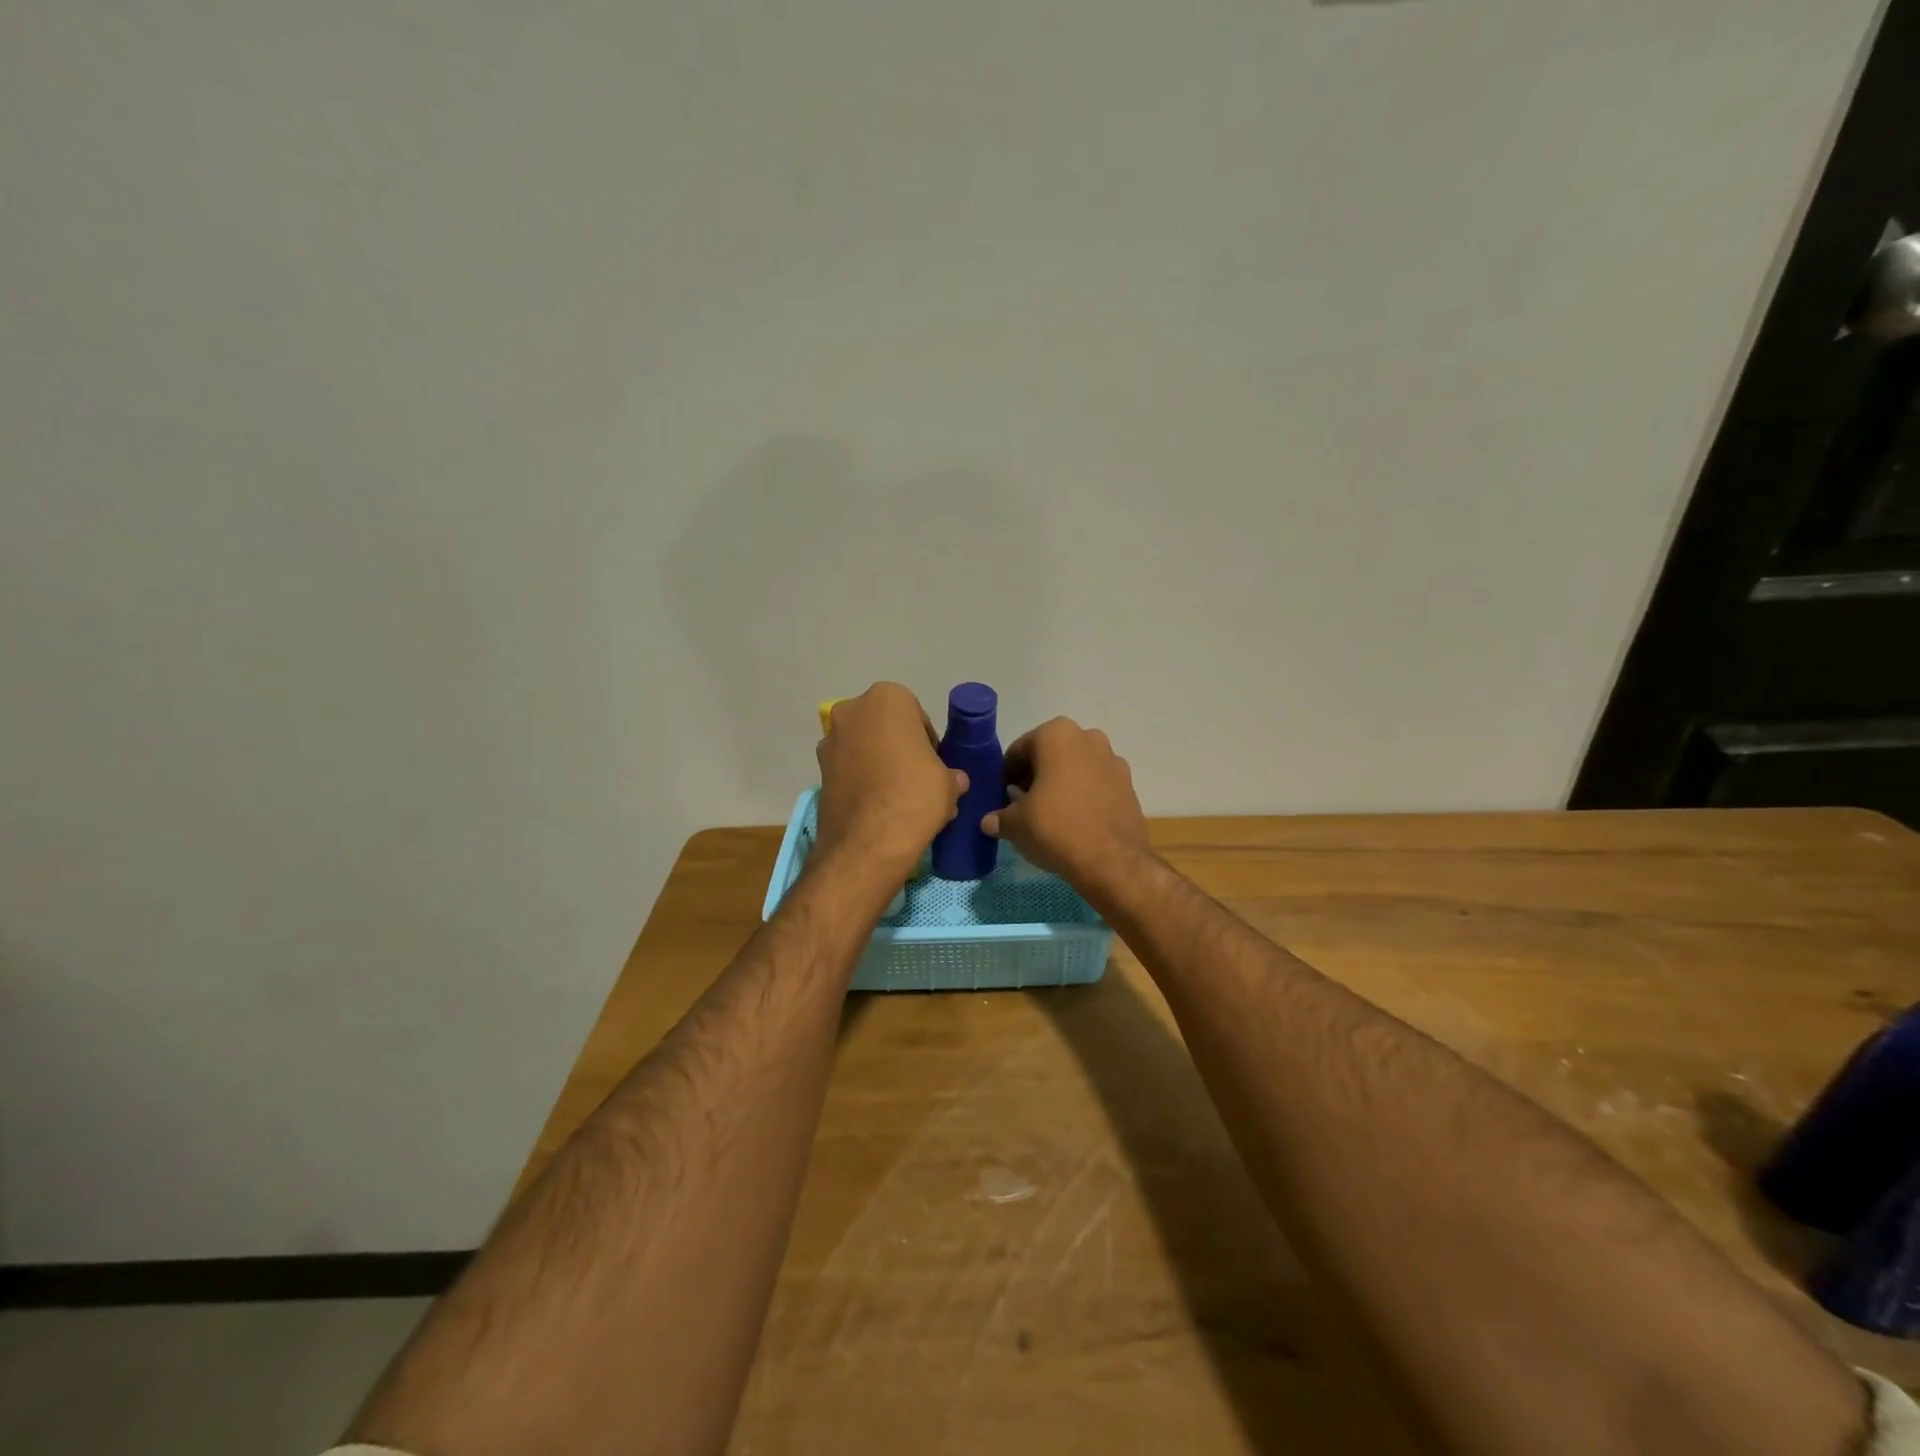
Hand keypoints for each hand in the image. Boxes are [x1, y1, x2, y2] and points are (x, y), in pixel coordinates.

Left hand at [815, 683, 966, 882]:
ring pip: (863, 747)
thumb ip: (950, 774)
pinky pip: (847, 769)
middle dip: (898, 748)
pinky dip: (860, 781)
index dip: (927, 742)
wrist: (867, 842)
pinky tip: (875, 807)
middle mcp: (851, 710)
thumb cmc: (914, 795)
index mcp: (887, 698)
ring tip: (895, 797)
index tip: (932, 765)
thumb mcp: (948, 782)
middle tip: (915, 779)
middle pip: (884, 727)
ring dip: (877, 763)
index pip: (916, 716)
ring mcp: (829, 740)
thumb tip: (953, 780)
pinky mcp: (817, 771)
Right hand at [982, 718, 1151, 887]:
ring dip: (1060, 785)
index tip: (1003, 797)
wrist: (1112, 861)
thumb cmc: (1056, 828)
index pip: (1019, 751)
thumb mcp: (1016, 824)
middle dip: (1035, 777)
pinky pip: (1096, 784)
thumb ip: (1000, 817)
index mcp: (1057, 734)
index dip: (1007, 775)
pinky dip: (1083, 795)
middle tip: (1023, 806)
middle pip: (1049, 756)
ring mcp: (1113, 760)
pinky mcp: (1129, 784)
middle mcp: (1088, 737)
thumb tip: (989, 821)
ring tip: (1049, 815)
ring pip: (1075, 768)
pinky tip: (1074, 821)